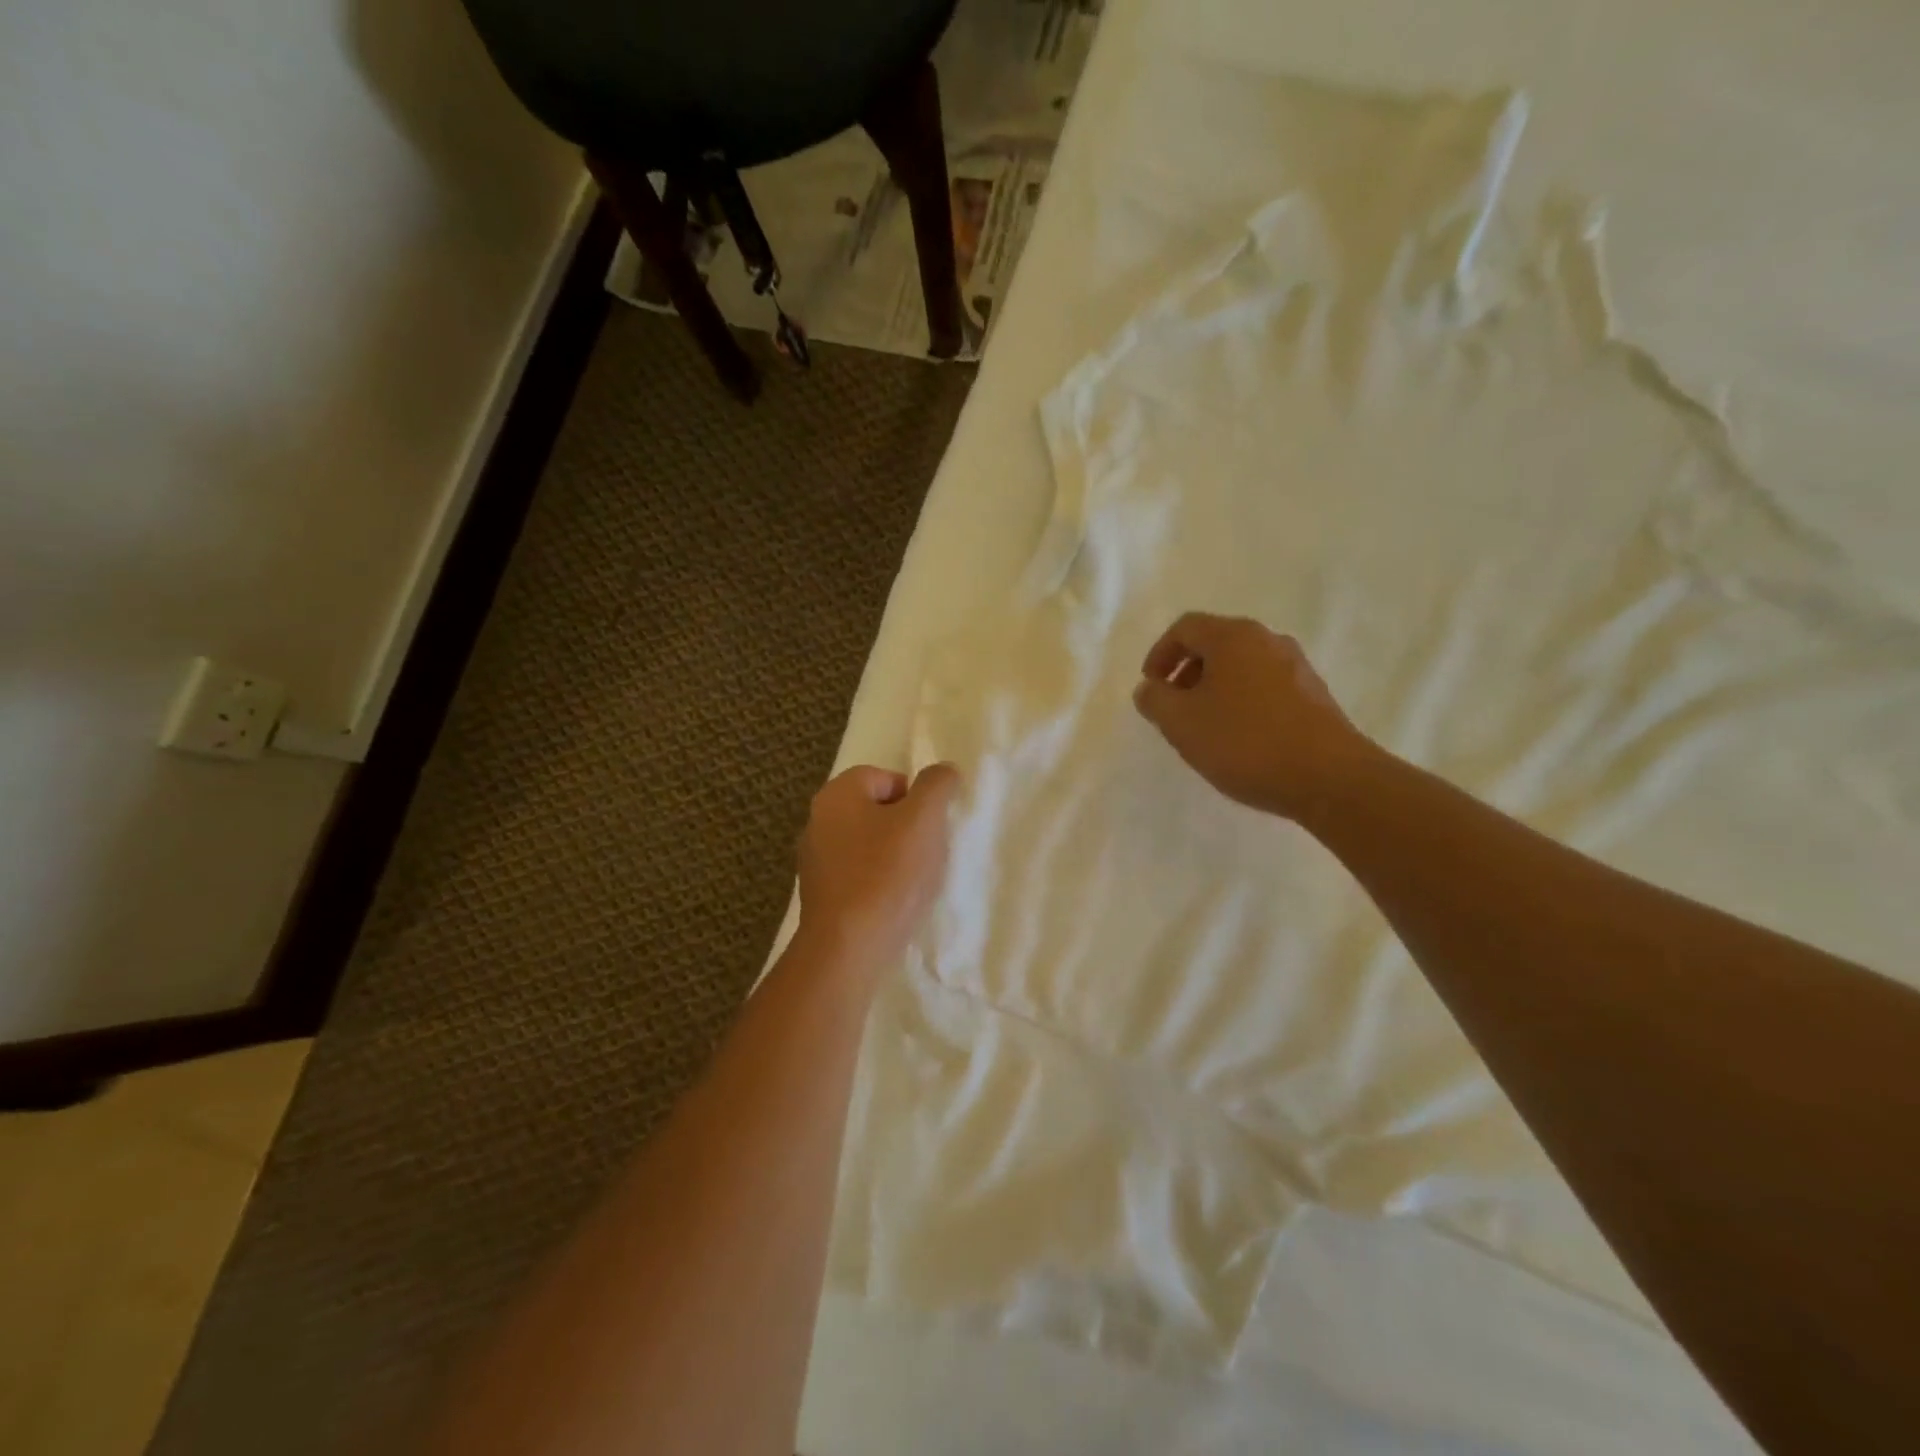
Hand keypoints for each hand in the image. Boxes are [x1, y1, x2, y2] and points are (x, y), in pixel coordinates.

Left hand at [796, 763, 960, 974]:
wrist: (849, 949)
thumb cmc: (887, 875)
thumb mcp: (923, 820)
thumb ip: (937, 786)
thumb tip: (943, 770)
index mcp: (836, 794)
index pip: (886, 777)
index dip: (916, 799)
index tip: (930, 829)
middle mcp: (817, 821)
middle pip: (878, 811)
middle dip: (908, 829)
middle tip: (927, 854)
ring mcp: (815, 860)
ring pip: (870, 845)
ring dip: (896, 858)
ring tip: (914, 883)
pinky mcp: (820, 895)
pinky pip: (859, 875)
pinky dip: (879, 883)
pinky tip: (894, 904)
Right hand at [1132, 612, 1372, 820]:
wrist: (1329, 778)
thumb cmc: (1245, 742)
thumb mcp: (1181, 723)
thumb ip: (1155, 700)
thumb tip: (1149, 688)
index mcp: (1233, 637)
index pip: (1185, 627)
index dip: (1160, 653)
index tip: (1150, 687)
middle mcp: (1268, 640)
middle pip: (1215, 644)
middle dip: (1187, 672)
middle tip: (1173, 708)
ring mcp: (1297, 667)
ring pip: (1241, 667)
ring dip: (1214, 689)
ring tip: (1204, 727)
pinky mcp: (1314, 695)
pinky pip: (1265, 687)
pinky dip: (1242, 702)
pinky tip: (1239, 738)